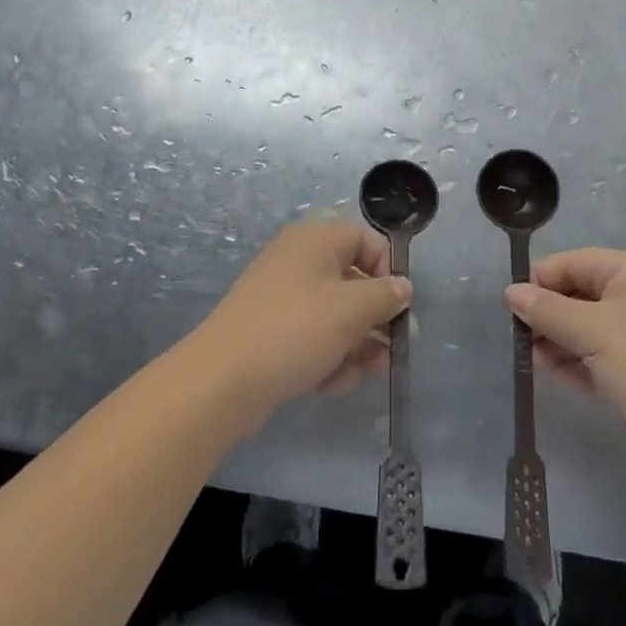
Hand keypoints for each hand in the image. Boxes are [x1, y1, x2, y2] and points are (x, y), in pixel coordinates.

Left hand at [197, 221, 412, 423]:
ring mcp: (283, 296)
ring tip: (361, 376)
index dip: (389, 271)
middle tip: (394, 351)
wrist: (222, 380)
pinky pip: (313, 335)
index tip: (400, 307)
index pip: (366, 241)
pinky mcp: (272, 330)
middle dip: (375, 319)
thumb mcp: (351, 310)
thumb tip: (403, 287)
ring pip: (336, 314)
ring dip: (355, 345)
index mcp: (315, 240)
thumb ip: (385, 296)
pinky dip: (327, 357)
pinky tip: (330, 385)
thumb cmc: (294, 331)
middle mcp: (298, 260)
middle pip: (353, 281)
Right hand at [505, 248, 625, 486]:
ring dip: (558, 343)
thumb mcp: (593, 332)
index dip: (539, 283)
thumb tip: (511, 291)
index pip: (571, 263)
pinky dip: (577, 365)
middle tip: (522, 343)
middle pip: (576, 295)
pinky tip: (559, 378)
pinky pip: (598, 357)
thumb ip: (548, 311)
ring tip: (537, 364)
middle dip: (547, 317)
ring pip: (584, 329)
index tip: (511, 311)